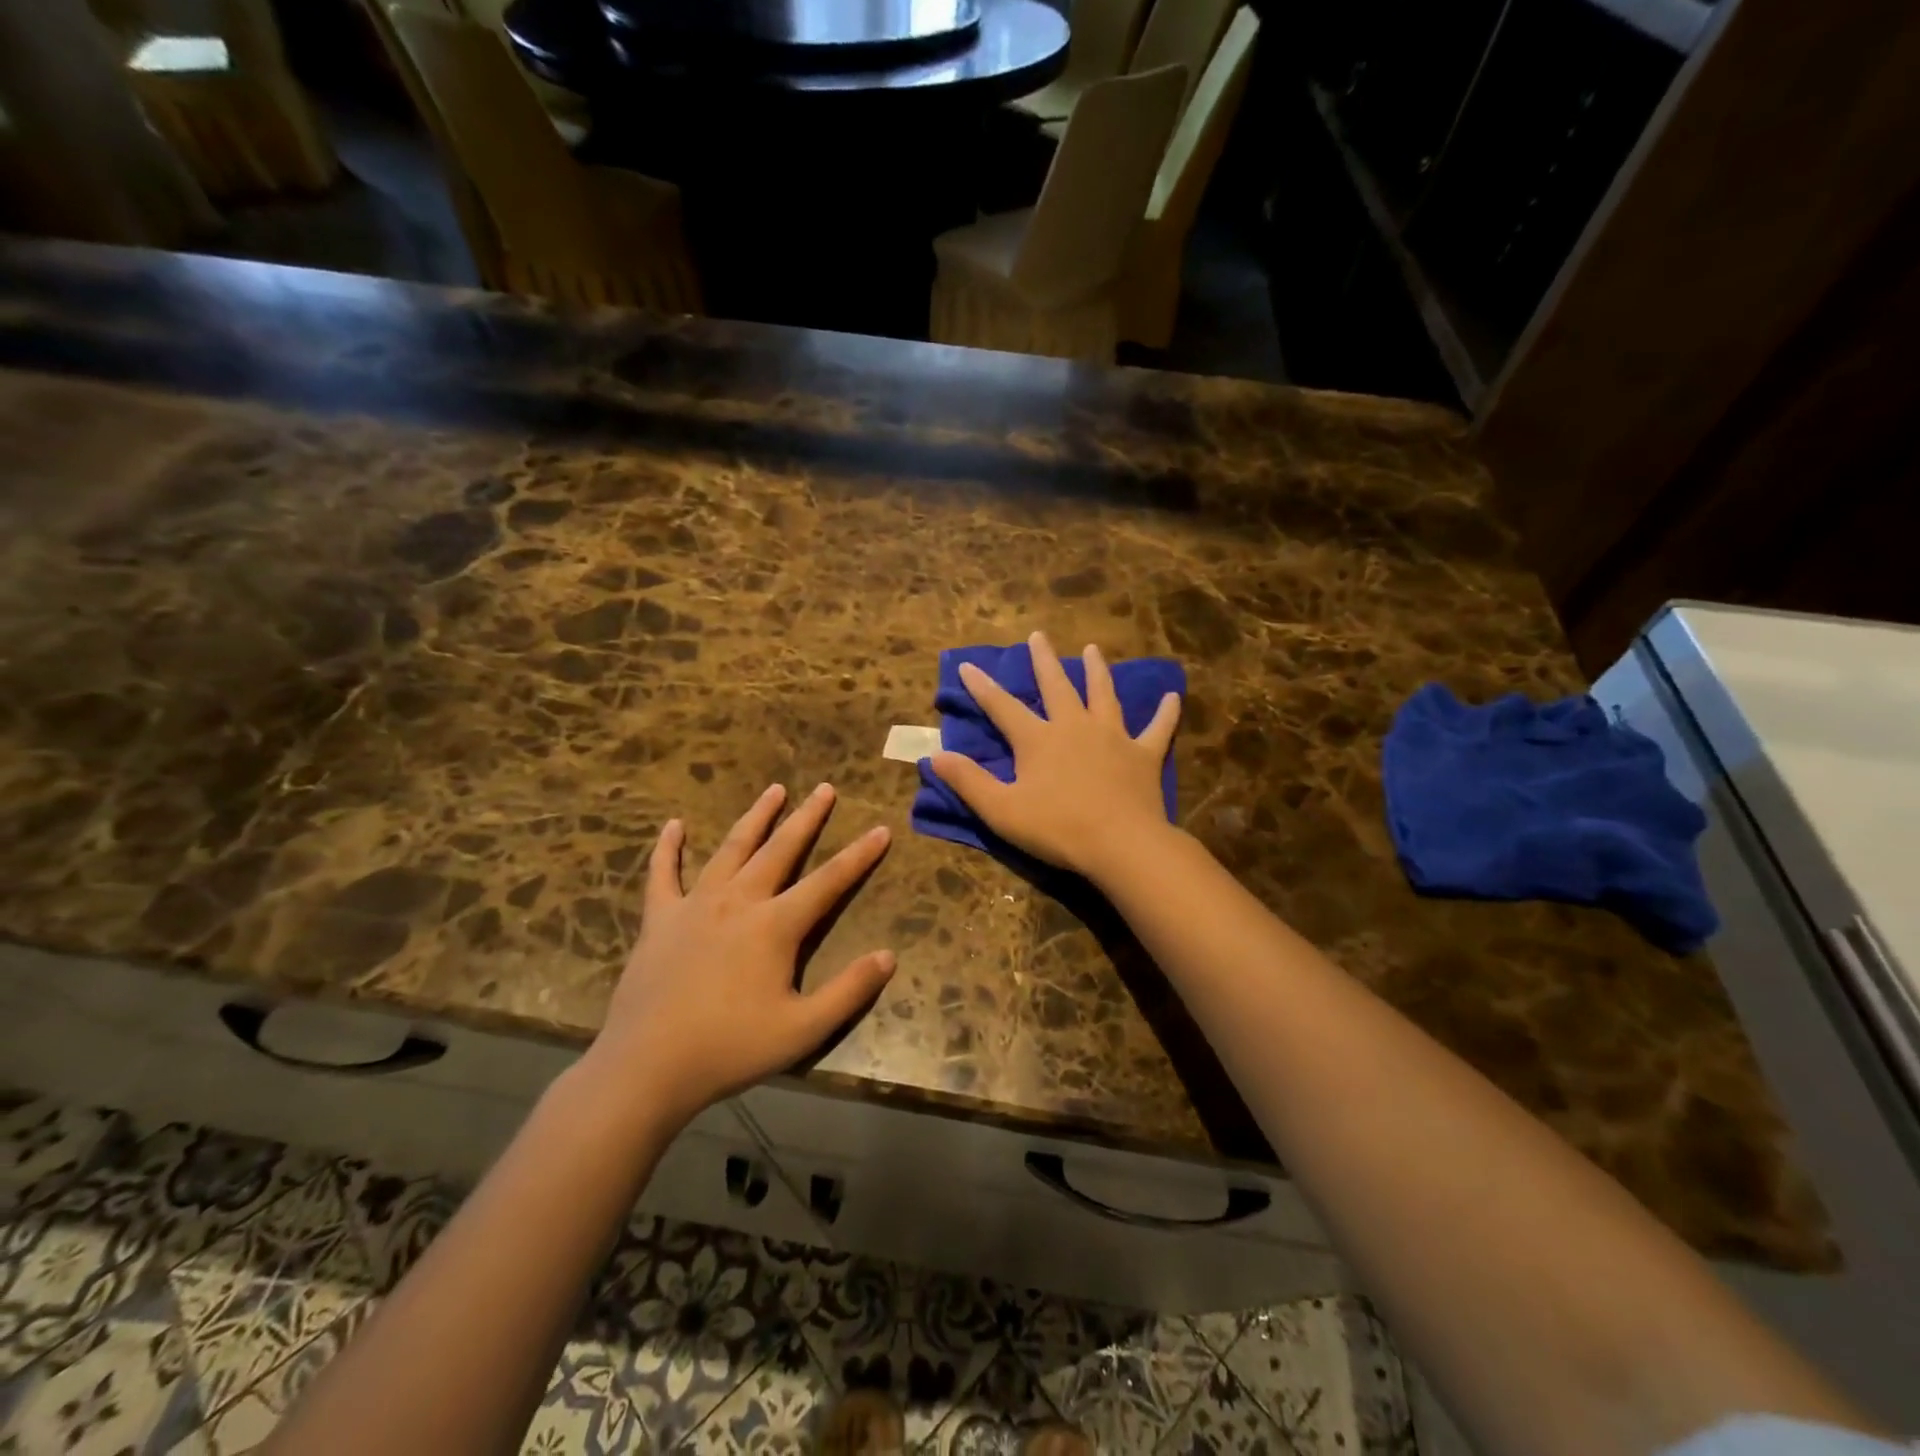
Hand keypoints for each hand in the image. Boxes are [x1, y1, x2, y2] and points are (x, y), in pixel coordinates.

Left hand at [587, 783, 894, 1128]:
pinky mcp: (660, 919)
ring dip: (755, 817)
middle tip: (825, 788)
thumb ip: (849, 991)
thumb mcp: (803, 1029)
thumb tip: (889, 956)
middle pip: (780, 849)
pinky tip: (673, 825)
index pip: (829, 881)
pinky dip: (668, 848)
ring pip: (731, 848)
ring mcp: (695, 905)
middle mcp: (739, 901)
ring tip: (774, 790)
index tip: (881, 828)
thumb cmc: (730, 1048)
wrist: (647, 1067)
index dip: (859, 855)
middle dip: (807, 817)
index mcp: (775, 925)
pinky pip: (663, 874)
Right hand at [928, 631, 1180, 879]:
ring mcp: (1113, 736)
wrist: (1120, 844)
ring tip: (1093, 650)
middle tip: (1039, 635)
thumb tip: (934, 756)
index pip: (1002, 706)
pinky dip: (1165, 713)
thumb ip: (968, 780)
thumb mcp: (1001, 810)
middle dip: (1044, 660)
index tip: (968, 665)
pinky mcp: (1144, 754)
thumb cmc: (1056, 829)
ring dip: (1097, 671)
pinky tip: (1173, 697)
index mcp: (1038, 739)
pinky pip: (1158, 728)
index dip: (982, 687)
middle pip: (1057, 686)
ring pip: (1103, 694)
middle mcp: (1074, 726)